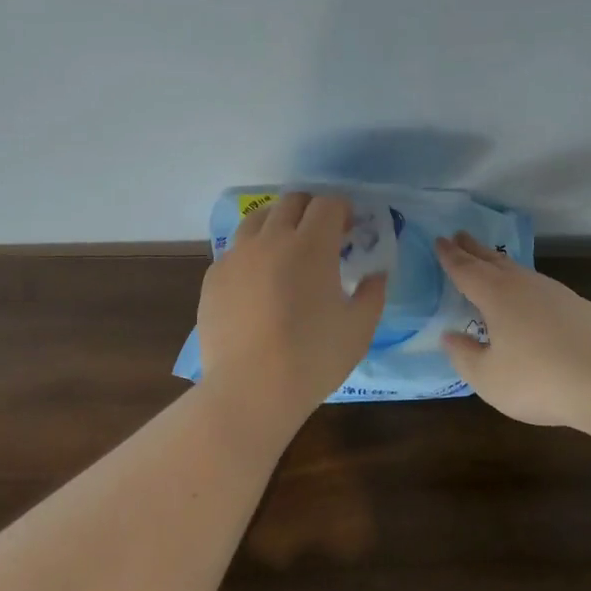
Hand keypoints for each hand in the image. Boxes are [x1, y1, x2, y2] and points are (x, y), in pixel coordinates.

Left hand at [197, 192, 387, 416]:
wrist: (250, 389)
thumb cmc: (313, 358)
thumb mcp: (359, 329)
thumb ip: (372, 294)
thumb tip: (376, 275)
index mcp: (311, 245)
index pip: (327, 204)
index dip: (342, 209)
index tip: (350, 228)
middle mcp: (271, 239)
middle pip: (290, 202)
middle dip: (310, 209)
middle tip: (322, 234)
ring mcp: (237, 256)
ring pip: (257, 219)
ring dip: (277, 223)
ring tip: (286, 249)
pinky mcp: (213, 277)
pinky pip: (234, 250)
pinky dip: (252, 253)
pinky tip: (258, 281)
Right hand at [436, 232, 590, 430]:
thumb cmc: (539, 380)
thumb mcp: (489, 378)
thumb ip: (464, 356)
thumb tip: (450, 336)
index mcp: (496, 296)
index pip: (466, 270)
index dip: (450, 256)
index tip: (439, 241)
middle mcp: (525, 286)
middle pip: (493, 261)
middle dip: (474, 249)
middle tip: (460, 236)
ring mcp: (557, 294)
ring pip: (521, 271)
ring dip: (501, 264)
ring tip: (491, 263)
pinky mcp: (581, 308)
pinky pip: (542, 288)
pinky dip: (526, 285)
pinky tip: (531, 299)